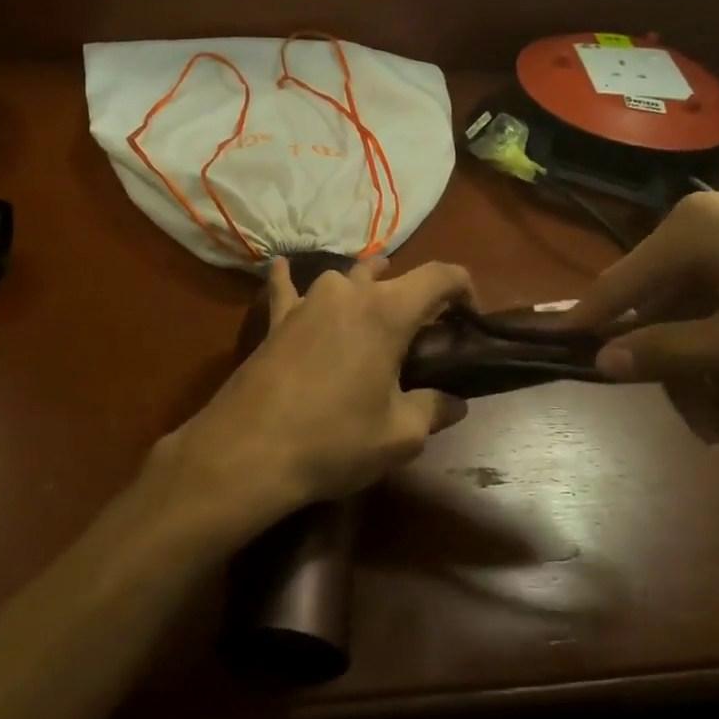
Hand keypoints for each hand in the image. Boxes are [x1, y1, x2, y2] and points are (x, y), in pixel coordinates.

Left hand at [148, 259, 474, 540]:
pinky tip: (280, 267)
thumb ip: (433, 409)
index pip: (440, 276)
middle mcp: (347, 292)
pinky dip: (288, 278)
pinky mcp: (275, 320)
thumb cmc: (334, 440)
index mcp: (387, 311)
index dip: (464, 289)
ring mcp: (305, 302)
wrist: (248, 450)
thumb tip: (454, 402)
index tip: (470, 317)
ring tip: (371, 306)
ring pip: (343, 279)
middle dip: (414, 297)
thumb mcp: (400, 435)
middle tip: (421, 335)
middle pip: (391, 277)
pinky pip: (284, 288)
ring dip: (363, 287)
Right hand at [565, 192, 718, 393]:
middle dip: (686, 380)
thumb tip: (599, 359)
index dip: (586, 327)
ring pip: (710, 320)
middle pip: (668, 313)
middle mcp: (710, 229)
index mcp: (688, 235)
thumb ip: (664, 352)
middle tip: (712, 439)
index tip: (550, 357)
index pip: (615, 286)